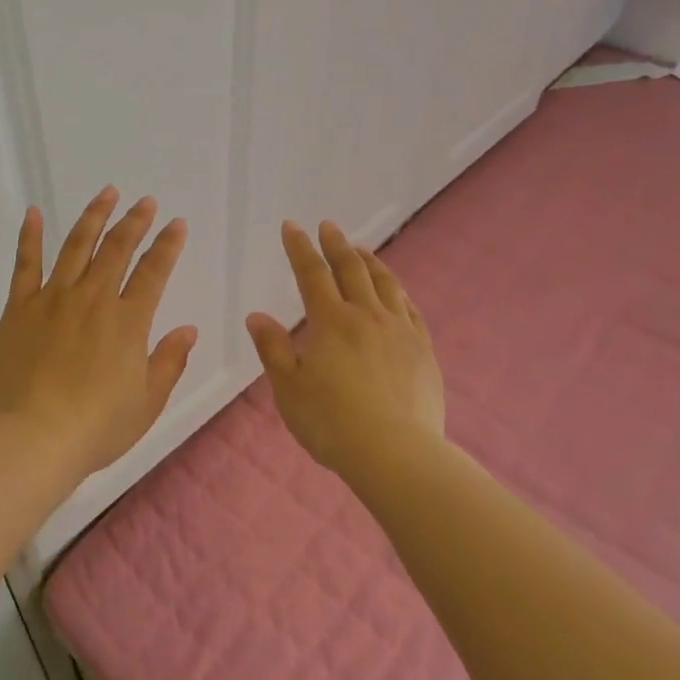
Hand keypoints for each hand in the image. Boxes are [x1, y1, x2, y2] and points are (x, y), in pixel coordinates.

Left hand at [0, 187, 198, 482]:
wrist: (34, 437)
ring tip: (107, 193)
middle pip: (117, 249)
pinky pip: (25, 263)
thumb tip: (188, 329)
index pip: (153, 272)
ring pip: (77, 245)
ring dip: (94, 217)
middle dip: (135, 221)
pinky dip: (30, 236)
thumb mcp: (147, 402)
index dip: (167, 245)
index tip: (177, 223)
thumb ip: (169, 361)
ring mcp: (53, 298)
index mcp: (128, 321)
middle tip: (146, 202)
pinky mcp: (20, 307)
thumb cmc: (97, 427)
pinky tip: (34, 212)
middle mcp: (93, 299)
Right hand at [245, 220, 445, 476]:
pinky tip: (396, 291)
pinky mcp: (423, 350)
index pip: (311, 274)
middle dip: (336, 245)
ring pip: (385, 284)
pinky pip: (410, 310)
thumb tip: (257, 316)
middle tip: (328, 226)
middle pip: (351, 270)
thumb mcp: (289, 388)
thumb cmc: (331, 423)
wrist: (395, 453)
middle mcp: (367, 316)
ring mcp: (400, 331)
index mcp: (331, 322)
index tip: (292, 227)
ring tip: (360, 249)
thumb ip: (274, 349)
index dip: (299, 248)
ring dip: (369, 262)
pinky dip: (399, 292)